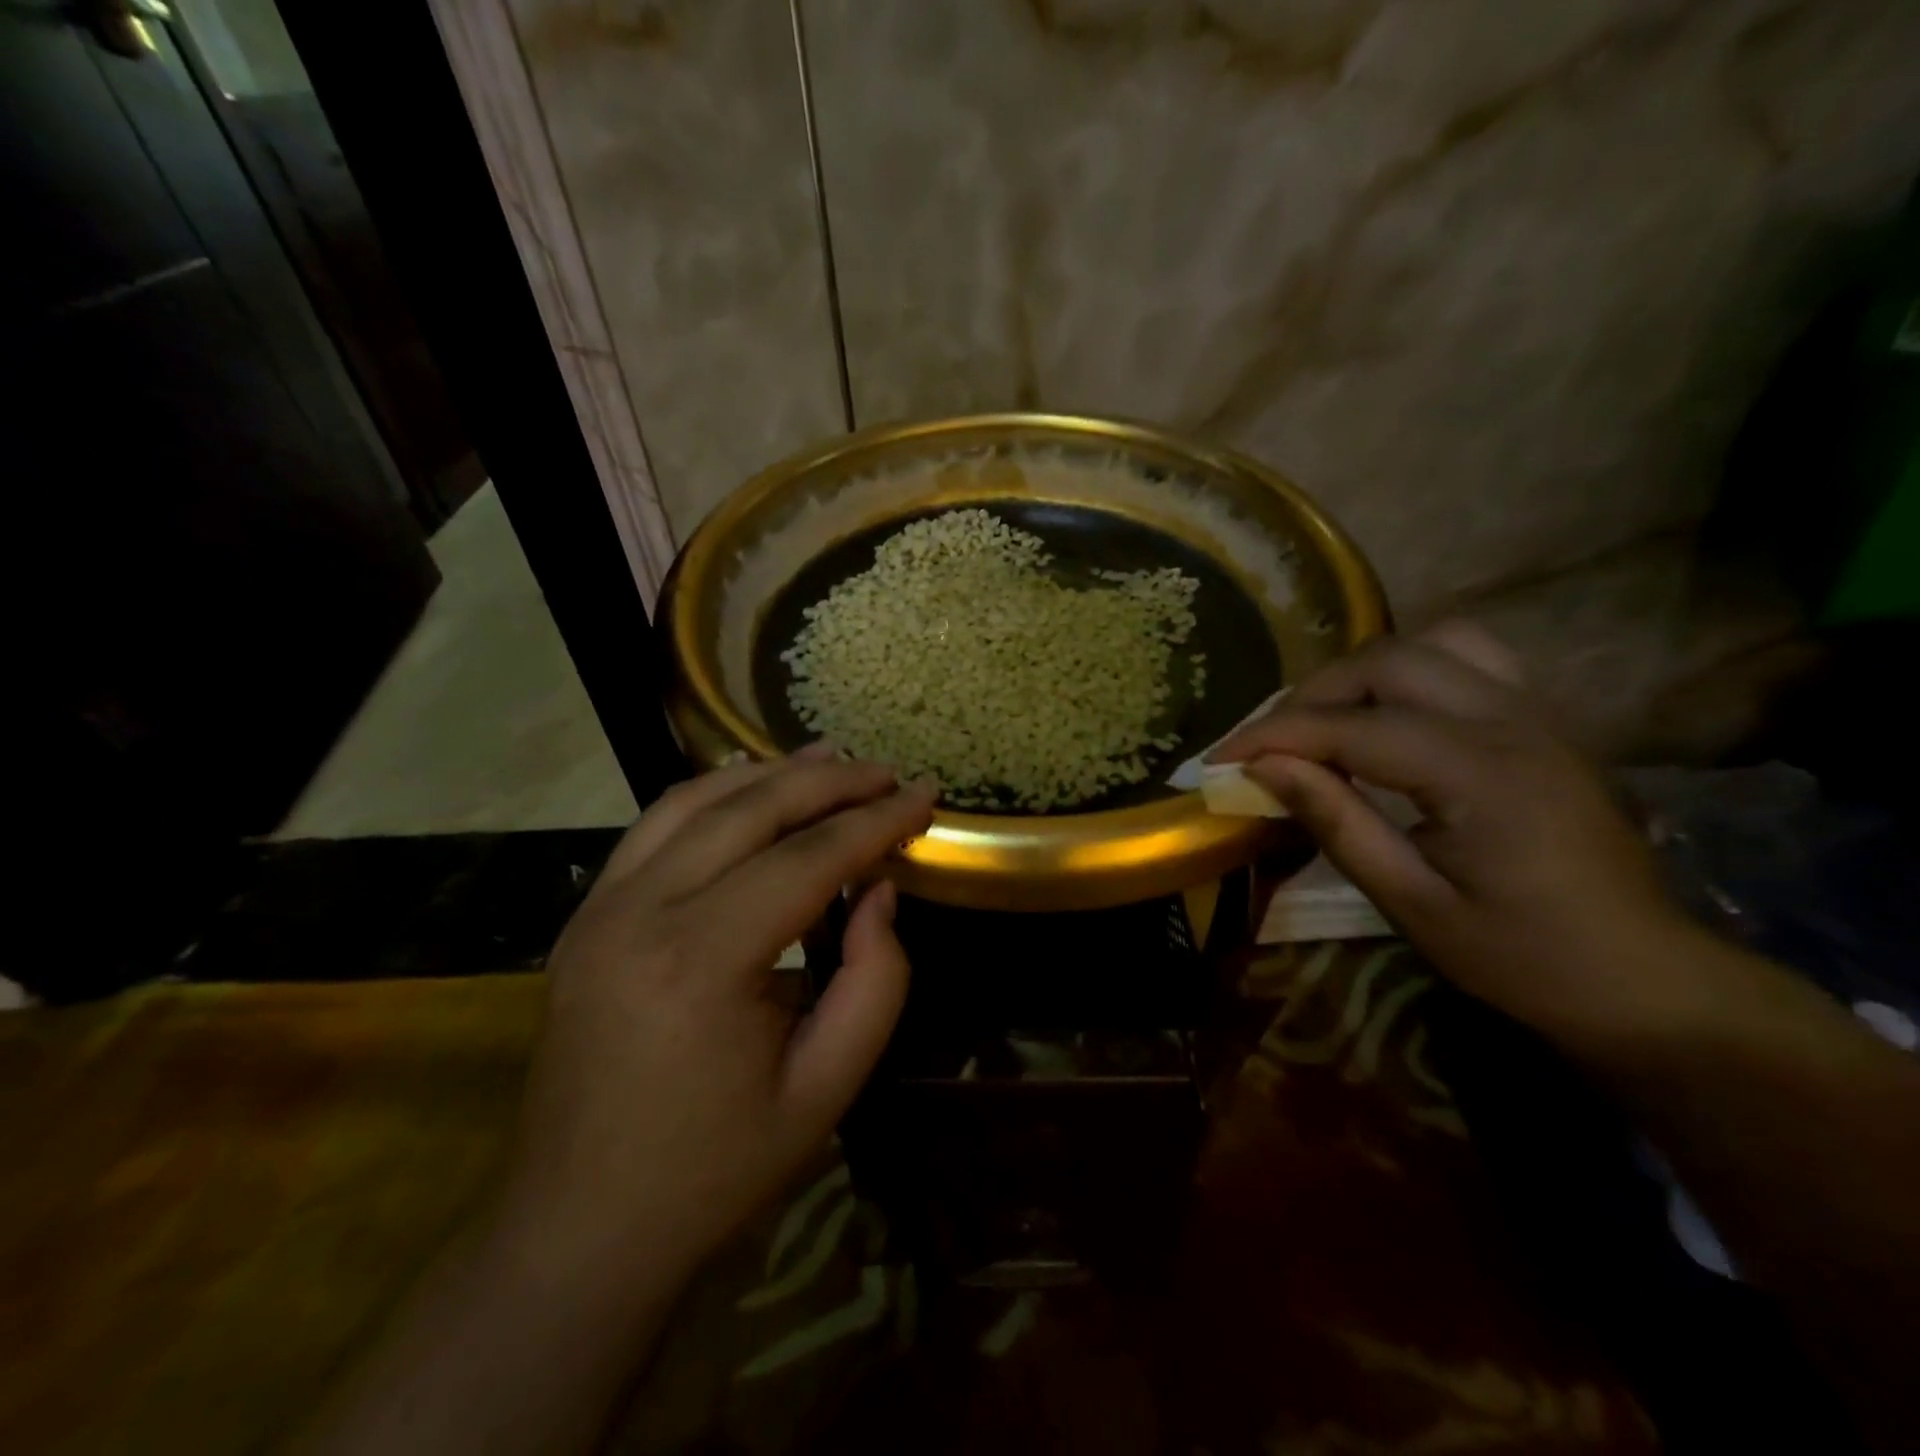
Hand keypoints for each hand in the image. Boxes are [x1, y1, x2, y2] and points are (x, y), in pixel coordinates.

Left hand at [497, 750, 934, 1283]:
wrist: (580, 1228)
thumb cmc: (715, 1169)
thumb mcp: (827, 1089)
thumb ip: (874, 980)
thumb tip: (878, 889)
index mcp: (700, 962)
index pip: (806, 859)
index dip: (875, 821)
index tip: (925, 793)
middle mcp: (639, 913)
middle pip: (750, 810)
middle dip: (829, 783)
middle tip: (886, 773)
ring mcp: (599, 907)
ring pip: (694, 801)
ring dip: (769, 774)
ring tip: (830, 761)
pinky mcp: (585, 915)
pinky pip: (655, 826)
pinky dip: (714, 794)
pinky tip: (753, 786)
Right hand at [1211, 622, 1690, 1039]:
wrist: (1645, 977)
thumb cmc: (1522, 956)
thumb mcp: (1411, 903)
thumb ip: (1336, 823)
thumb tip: (1263, 768)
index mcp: (1479, 774)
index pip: (1350, 727)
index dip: (1272, 736)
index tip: (1217, 760)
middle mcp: (1511, 721)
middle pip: (1386, 661)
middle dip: (1309, 695)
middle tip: (1266, 744)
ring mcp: (1536, 711)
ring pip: (1431, 643)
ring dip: (1361, 671)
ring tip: (1324, 719)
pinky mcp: (1543, 719)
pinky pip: (1469, 658)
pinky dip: (1412, 669)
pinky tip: (1389, 712)